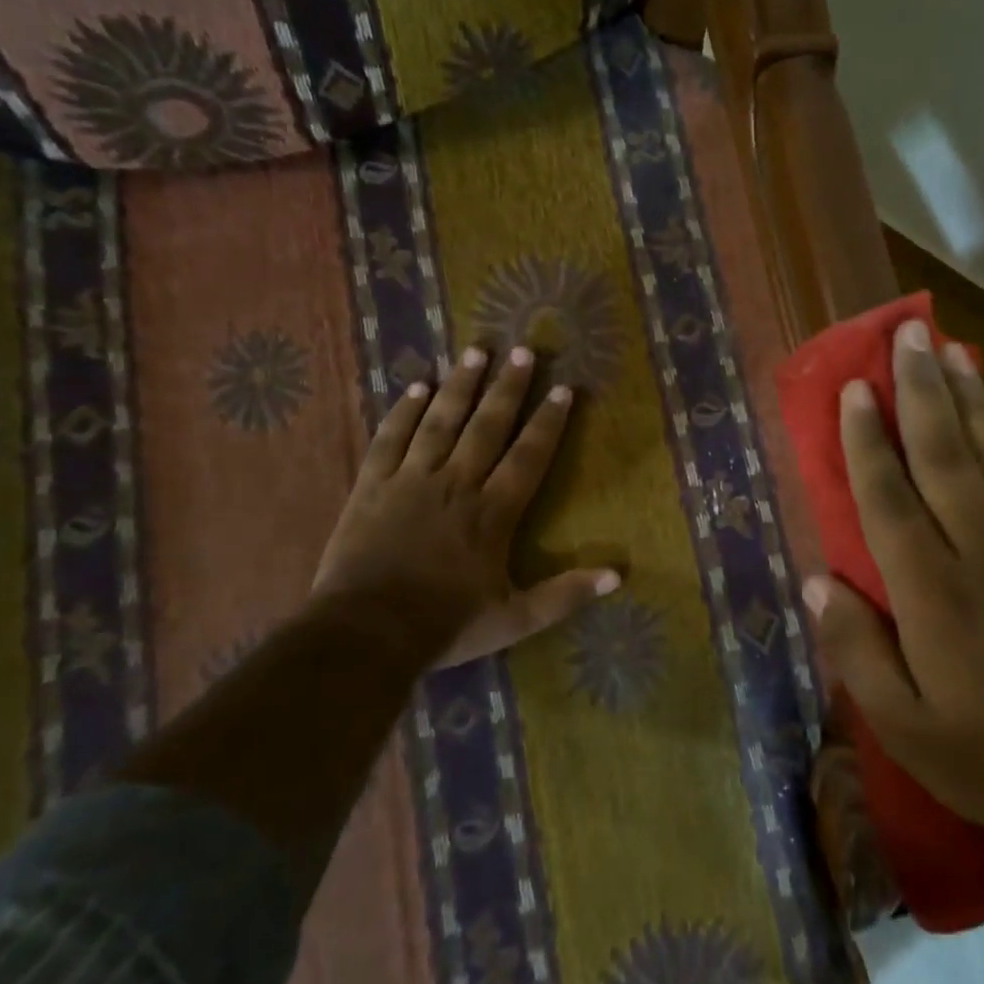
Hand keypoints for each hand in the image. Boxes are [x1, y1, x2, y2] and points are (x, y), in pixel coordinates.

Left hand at [309, 345, 618, 671]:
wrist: (365, 633)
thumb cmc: (445, 625)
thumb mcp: (515, 619)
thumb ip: (565, 595)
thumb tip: (618, 576)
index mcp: (493, 512)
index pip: (529, 456)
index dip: (549, 421)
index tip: (564, 389)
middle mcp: (457, 483)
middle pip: (488, 426)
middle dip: (509, 387)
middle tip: (524, 350)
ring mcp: (412, 480)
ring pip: (441, 421)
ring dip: (461, 385)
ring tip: (476, 351)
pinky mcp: (372, 485)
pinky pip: (391, 438)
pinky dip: (405, 411)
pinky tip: (417, 386)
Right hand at [803, 319, 983, 855]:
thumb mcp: (906, 727)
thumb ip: (857, 651)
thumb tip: (817, 581)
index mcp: (933, 593)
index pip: (890, 499)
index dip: (867, 440)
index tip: (855, 387)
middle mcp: (977, 553)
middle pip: (944, 455)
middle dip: (922, 390)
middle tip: (907, 333)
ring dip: (965, 397)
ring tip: (949, 348)